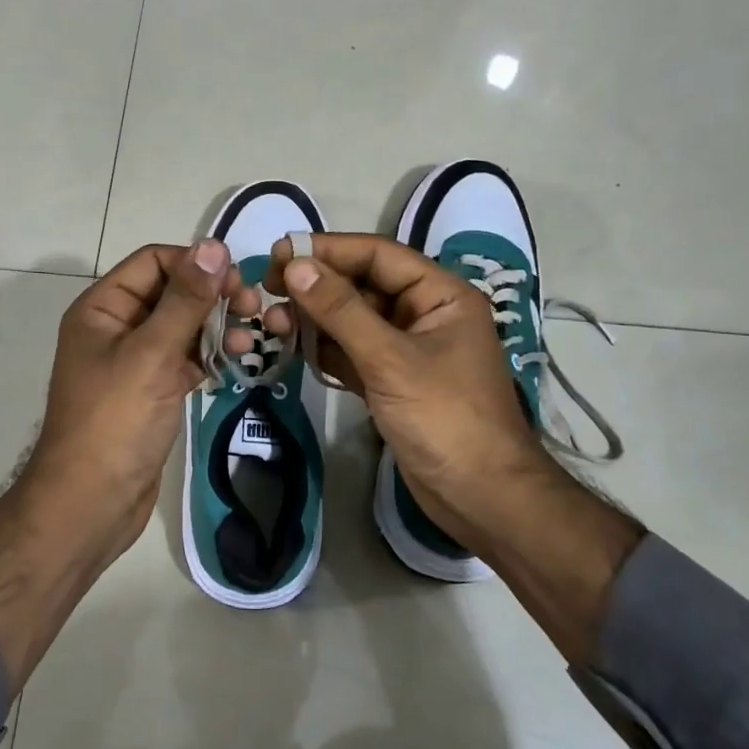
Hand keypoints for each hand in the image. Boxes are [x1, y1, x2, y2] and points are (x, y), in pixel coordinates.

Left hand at [25, 240, 260, 556]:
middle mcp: (117, 327)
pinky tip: (240, 361)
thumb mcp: (152, 354)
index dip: (196, 264)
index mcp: (103, 308)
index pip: (154, 262)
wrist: (91, 504)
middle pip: (172, 292)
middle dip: (213, 296)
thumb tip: (214, 246)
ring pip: (184, 326)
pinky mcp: (153, 390)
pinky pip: (187, 359)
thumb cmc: (115, 421)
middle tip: (254, 308)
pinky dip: (212, 356)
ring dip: (219, 326)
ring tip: (253, 340)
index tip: (238, 281)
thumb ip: (185, 300)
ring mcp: (136, 360)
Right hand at [262, 233, 544, 553]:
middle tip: (268, 287)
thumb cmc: (445, 418)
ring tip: (272, 321)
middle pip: (362, 285)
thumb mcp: (390, 359)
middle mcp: (424, 314)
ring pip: (353, 320)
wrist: (480, 498)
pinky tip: (292, 347)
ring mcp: (406, 349)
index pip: (378, 255)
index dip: (329, 250)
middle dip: (317, 286)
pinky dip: (324, 349)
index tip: (281, 251)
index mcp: (441, 295)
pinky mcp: (391, 381)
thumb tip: (296, 265)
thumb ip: (341, 310)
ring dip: (315, 318)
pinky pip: (351, 352)